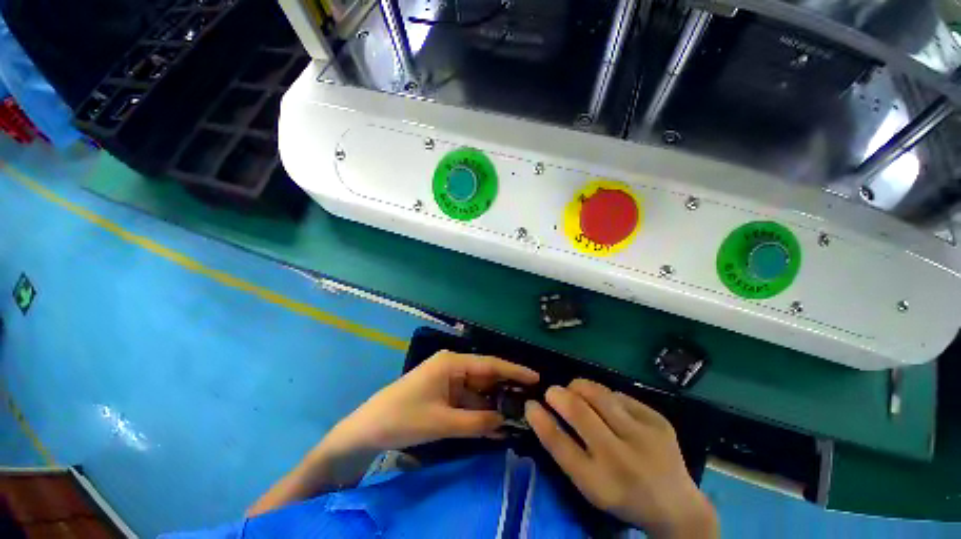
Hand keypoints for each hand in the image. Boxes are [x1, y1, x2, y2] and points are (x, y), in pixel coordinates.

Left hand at [327, 350, 539, 452]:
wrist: (369, 429)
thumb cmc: (403, 417)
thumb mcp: (442, 422)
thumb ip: (476, 422)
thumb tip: (505, 421)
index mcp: (452, 363)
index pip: (490, 364)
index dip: (514, 370)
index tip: (536, 377)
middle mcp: (453, 367)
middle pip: (487, 375)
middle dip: (507, 388)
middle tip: (533, 400)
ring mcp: (449, 381)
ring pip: (479, 390)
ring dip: (496, 403)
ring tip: (520, 414)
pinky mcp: (445, 394)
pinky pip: (469, 401)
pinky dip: (482, 412)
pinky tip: (497, 424)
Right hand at [526, 379, 718, 538]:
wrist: (677, 506)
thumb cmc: (622, 495)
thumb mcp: (590, 485)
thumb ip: (566, 450)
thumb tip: (542, 411)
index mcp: (599, 484)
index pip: (559, 444)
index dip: (540, 419)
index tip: (530, 404)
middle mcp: (621, 460)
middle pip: (579, 412)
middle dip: (557, 394)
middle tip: (551, 392)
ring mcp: (644, 437)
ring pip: (599, 394)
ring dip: (579, 387)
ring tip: (574, 390)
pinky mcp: (658, 421)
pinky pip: (619, 395)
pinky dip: (604, 395)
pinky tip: (605, 405)